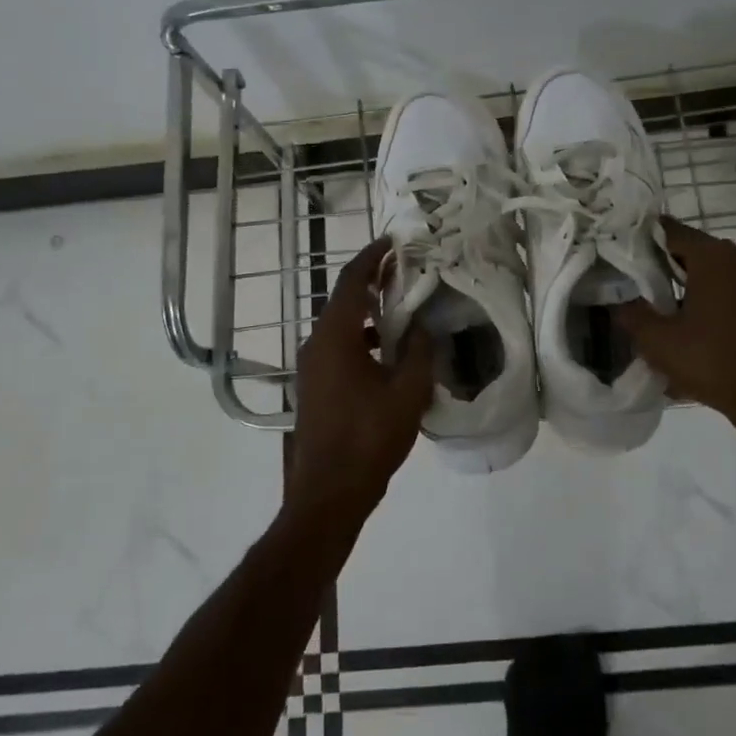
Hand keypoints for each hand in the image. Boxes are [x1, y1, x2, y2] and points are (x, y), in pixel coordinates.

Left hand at [287, 238, 433, 520]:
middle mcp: (316, 344)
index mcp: (335, 336)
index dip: (373, 256)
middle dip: (374, 283)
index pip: (352, 281)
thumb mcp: (407, 392)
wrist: (328, 493)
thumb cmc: (369, 437)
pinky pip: (338, 349)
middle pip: (343, 300)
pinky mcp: (314, 388)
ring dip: (369, 315)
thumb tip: (424, 327)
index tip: (395, 241)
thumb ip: (419, 352)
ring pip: (341, 327)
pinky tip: (389, 356)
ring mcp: (311, 368)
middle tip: (407, 273)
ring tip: (404, 312)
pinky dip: (362, 340)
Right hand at [615, 217, 735, 442]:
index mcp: (714, 257)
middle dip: (669, 272)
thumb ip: (632, 315)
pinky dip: (720, 312)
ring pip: (719, 279)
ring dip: (696, 294)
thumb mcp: (659, 343)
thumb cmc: (715, 363)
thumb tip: (620, 302)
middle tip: (644, 293)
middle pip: (696, 255)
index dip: (644, 241)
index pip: (670, 231)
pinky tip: (706, 340)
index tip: (625, 257)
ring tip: (674, 322)